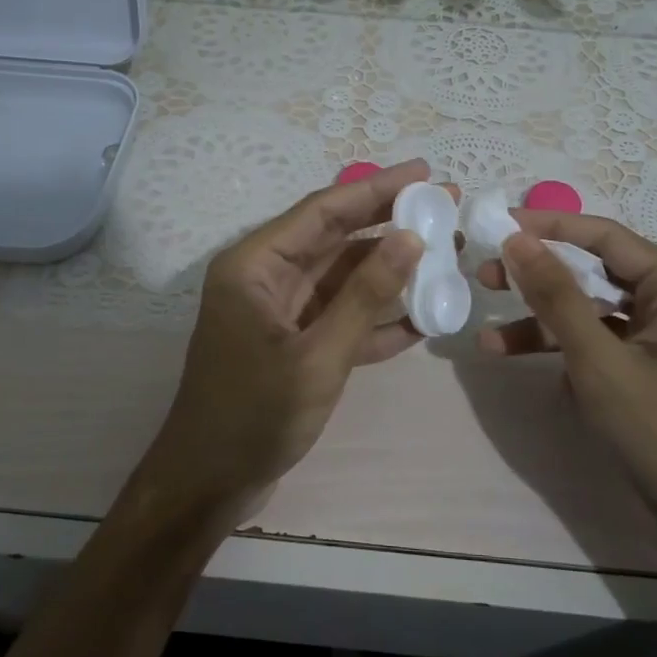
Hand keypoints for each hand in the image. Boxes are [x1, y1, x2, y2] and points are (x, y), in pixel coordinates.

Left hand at [133, 160, 442, 527]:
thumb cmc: (254, 415)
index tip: (424, 171)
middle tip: (445, 206)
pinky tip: (423, 316)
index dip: (376, 187)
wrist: (210, 485)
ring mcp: (281, 310)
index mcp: (255, 264)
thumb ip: (365, 295)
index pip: (323, 210)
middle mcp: (266, 276)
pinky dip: (377, 316)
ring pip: (343, 276)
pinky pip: (342, 316)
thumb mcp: (317, 355)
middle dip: (390, 222)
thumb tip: (411, 238)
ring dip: (391, 269)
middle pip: (336, 236)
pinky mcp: (295, 342)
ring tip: (446, 254)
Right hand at [477, 210, 656, 586]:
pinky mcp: (647, 376)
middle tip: (484, 275)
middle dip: (538, 276)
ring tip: (487, 333)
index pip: (604, 237)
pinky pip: (597, 347)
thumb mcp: (600, 362)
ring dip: (540, 321)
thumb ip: (556, 296)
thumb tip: (516, 238)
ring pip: (590, 313)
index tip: (496, 224)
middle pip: (594, 273)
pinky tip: (515, 361)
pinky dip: (559, 351)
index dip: (548, 227)